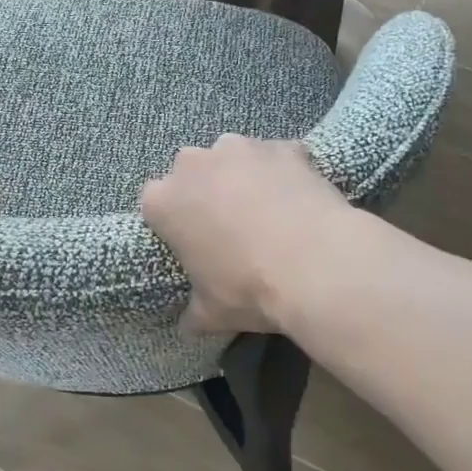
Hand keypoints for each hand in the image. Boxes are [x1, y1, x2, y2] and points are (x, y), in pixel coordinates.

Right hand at [139, 135, 349, 334]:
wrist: (316, 264)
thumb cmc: (249, 288)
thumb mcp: (212, 313)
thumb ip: (193, 312)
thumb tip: (189, 325)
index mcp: (163, 201)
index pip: (155, 204)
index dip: (174, 223)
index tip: (192, 244)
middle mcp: (193, 163)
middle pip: (191, 172)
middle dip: (205, 192)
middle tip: (229, 226)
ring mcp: (240, 148)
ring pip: (233, 157)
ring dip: (243, 176)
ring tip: (268, 210)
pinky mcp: (283, 146)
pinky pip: (277, 157)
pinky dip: (283, 172)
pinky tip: (299, 199)